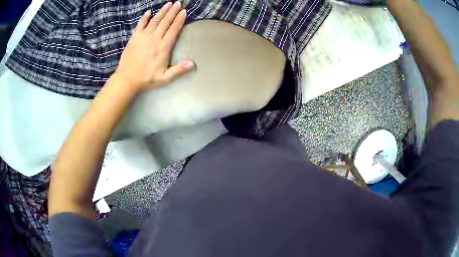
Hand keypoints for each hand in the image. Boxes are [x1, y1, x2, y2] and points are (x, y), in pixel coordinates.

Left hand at [114, 1, 194, 92]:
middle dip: (173, 11)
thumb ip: (179, 70)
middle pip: (166, 22)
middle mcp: (155, 38)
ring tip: (168, 4)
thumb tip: (193, 64)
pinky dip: (144, 18)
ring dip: (162, 11)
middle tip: (178, 3)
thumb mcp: (165, 78)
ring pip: (155, 20)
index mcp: (164, 47)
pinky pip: (140, 25)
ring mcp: (143, 36)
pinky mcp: (134, 38)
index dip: (179, 19)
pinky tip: (148, 12)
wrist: (127, 79)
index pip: (174, 29)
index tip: (183, 11)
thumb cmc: (147, 79)